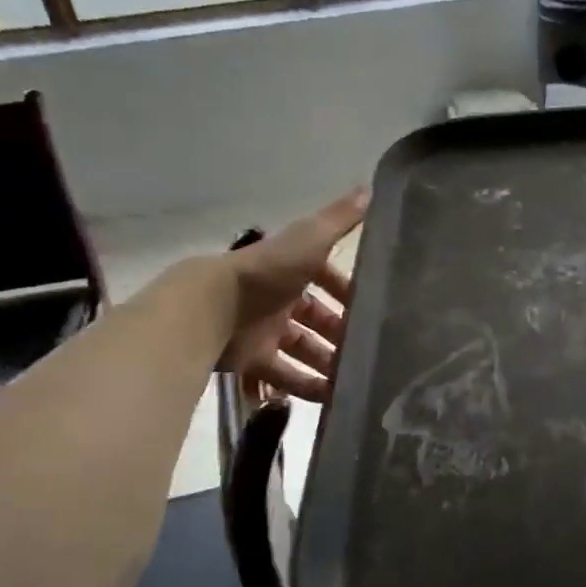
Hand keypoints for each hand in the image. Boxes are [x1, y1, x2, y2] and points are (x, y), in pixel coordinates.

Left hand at [220, 189, 367, 401]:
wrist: (213, 307)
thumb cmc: (267, 272)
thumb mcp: (310, 239)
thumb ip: (339, 219)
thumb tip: (369, 189)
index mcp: (291, 270)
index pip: (325, 279)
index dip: (347, 292)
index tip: (371, 308)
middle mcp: (278, 299)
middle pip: (316, 319)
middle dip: (341, 334)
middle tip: (367, 350)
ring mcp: (265, 331)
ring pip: (303, 349)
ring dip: (327, 363)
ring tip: (356, 379)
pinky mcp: (254, 360)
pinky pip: (284, 375)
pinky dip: (306, 386)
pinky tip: (332, 397)